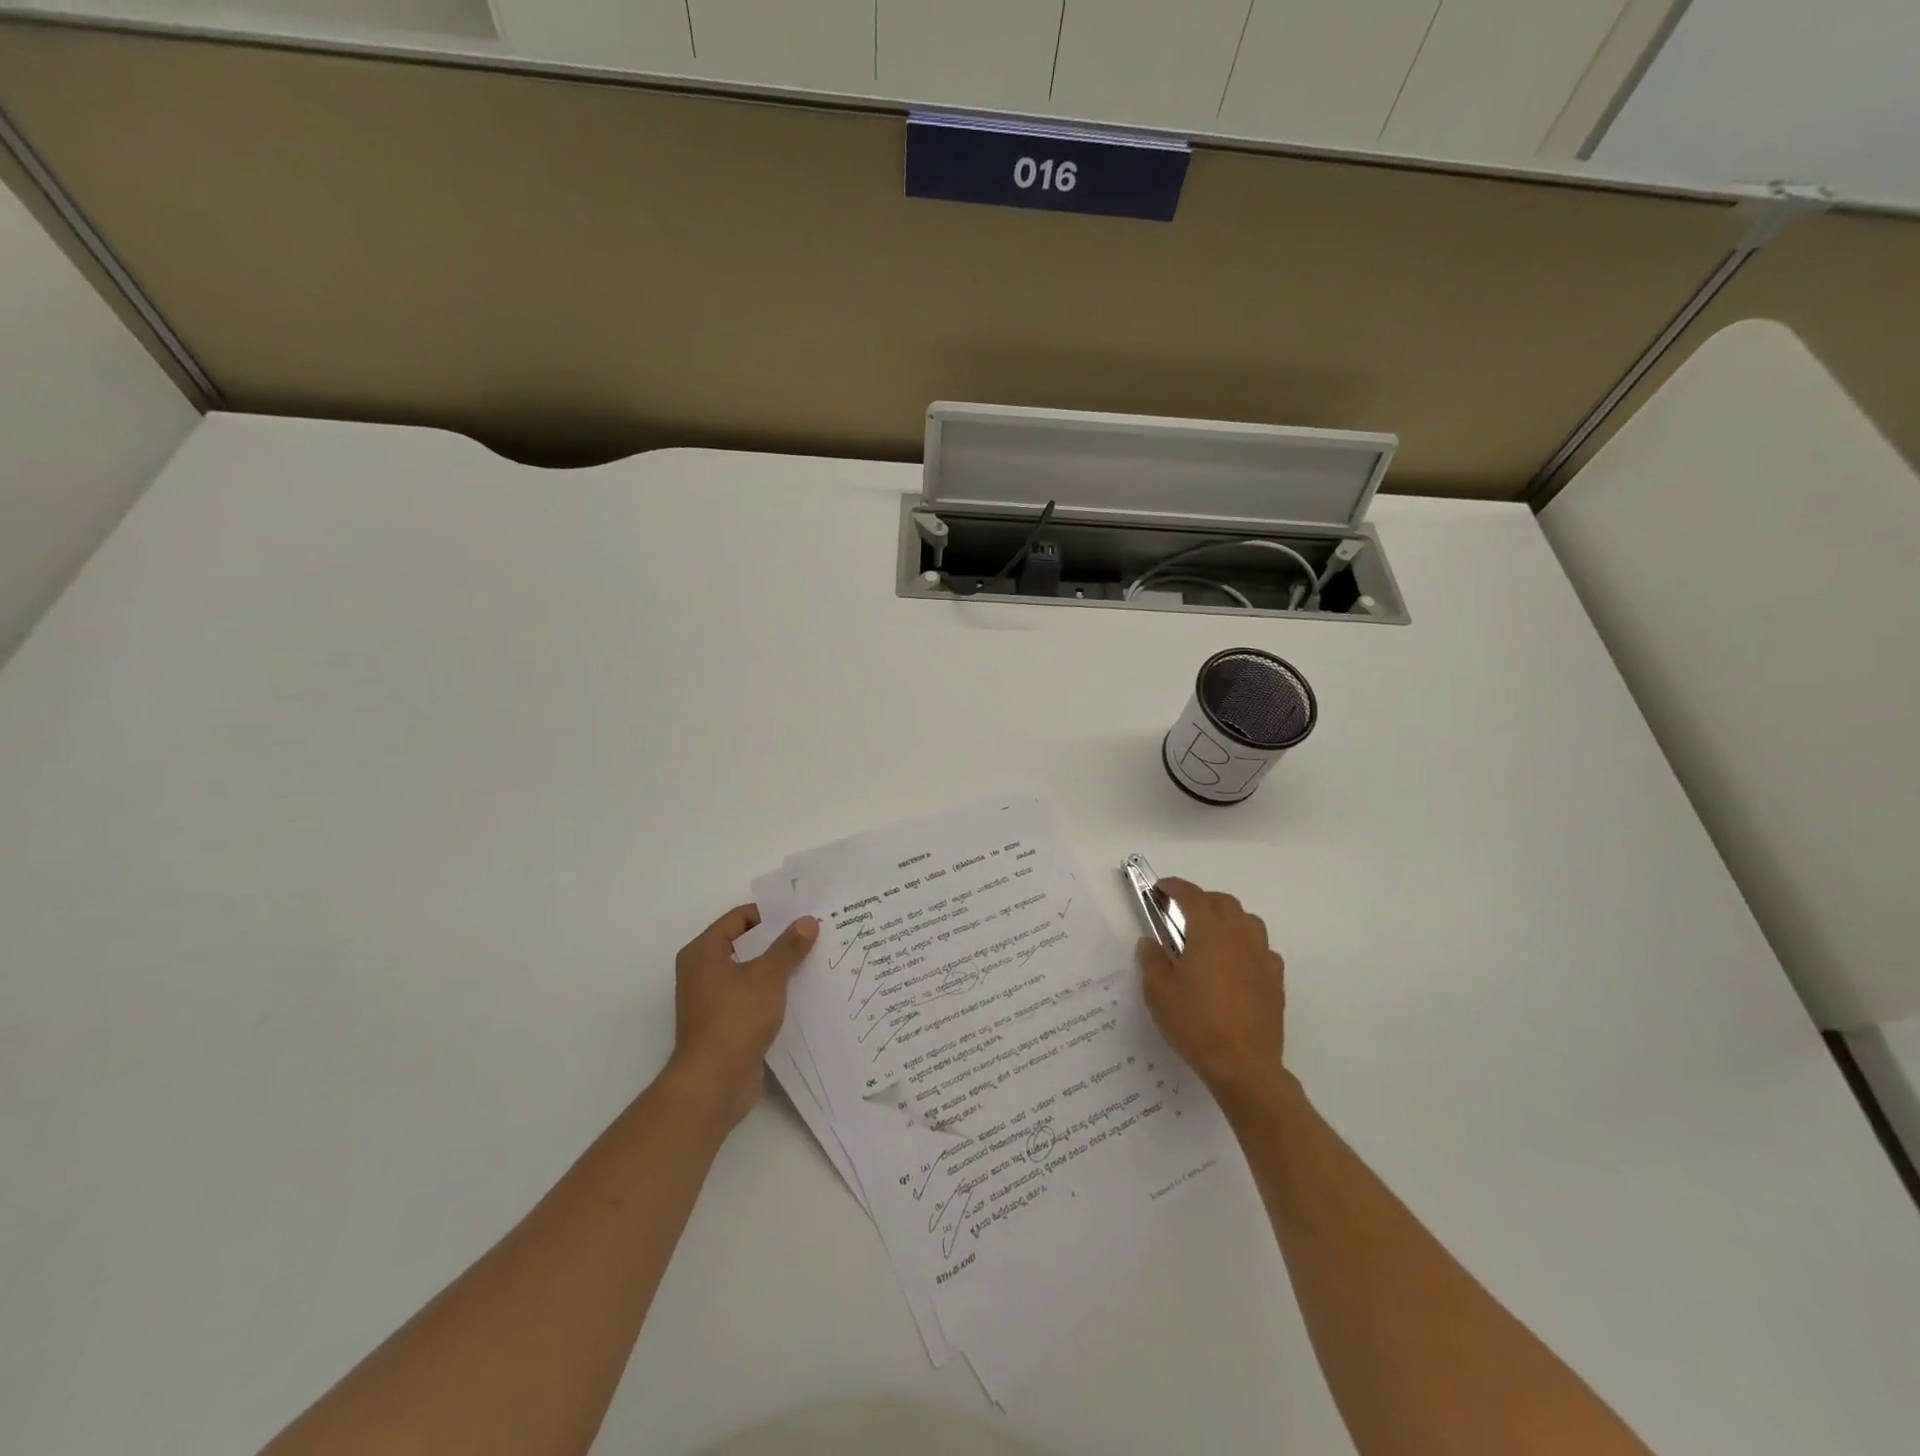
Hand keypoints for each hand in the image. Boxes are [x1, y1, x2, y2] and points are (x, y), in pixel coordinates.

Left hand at [667, 905, 818, 1129]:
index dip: (770, 914)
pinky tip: (802, 993)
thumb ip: (789, 947)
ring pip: (751, 973)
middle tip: (813, 935)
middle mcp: (702, 972)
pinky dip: (774, 993)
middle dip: (778, 941)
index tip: (801, 914)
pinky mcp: (725, 1024)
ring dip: (778, 968)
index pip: (738, 918)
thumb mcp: (768, 977)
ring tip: (814, 960)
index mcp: (703, 952)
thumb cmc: (735, 1018)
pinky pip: (753, 998)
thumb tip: (808, 921)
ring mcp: (712, 1000)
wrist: (714, 1083)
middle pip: (745, 945)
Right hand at [1138, 878, 1287, 1109]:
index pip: (1192, 896)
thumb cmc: (1195, 1024)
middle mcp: (1239, 936)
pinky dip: (1245, 946)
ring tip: (1210, 936)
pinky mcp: (1275, 979)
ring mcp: (1262, 956)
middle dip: (1202, 900)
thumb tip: (1151, 942)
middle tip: (1182, 913)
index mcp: (1209, 932)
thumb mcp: (1159, 993)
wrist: (1243, 1064)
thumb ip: (1152, 961)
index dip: (1175, 887)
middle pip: (1223, 902)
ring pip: (1247, 921)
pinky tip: (1234, 965)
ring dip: (1227, 919)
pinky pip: (1261, 948)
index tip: (1161, 888)